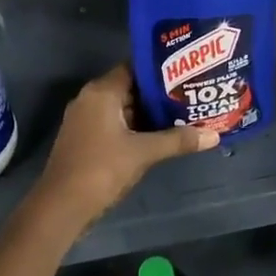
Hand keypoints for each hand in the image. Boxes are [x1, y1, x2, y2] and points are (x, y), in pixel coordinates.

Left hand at [34, 63, 215, 229]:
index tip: (186, 72)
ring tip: (183, 113)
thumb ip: (178, 141)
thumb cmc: (101, 169)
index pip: (134, 68)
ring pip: (123, 108)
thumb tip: (214, 135)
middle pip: (130, 88)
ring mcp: (85, 120)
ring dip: (148, 113)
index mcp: (101, 92)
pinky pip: (115, 124)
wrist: (61, 207)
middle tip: (190, 94)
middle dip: (158, 94)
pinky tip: (160, 135)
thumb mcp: (143, 153)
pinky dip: (135, 127)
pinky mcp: (85, 139)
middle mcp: (90, 99)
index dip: (160, 70)